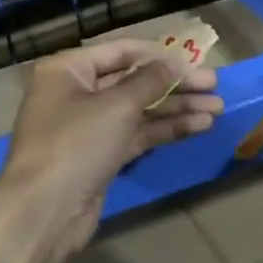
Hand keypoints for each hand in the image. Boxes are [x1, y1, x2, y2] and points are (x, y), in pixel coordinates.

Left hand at [0, 39, 222, 257]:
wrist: (44, 212)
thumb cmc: (75, 144)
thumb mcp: (116, 105)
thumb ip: (150, 80)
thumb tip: (173, 63)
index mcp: (68, 70)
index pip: (121, 51)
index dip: (159, 54)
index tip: (195, 60)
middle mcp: (77, 93)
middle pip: (134, 81)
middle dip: (175, 84)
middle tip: (214, 85)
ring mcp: (89, 127)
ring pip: (140, 110)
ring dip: (177, 108)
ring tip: (217, 108)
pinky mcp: (102, 155)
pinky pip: (138, 134)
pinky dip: (166, 129)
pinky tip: (199, 126)